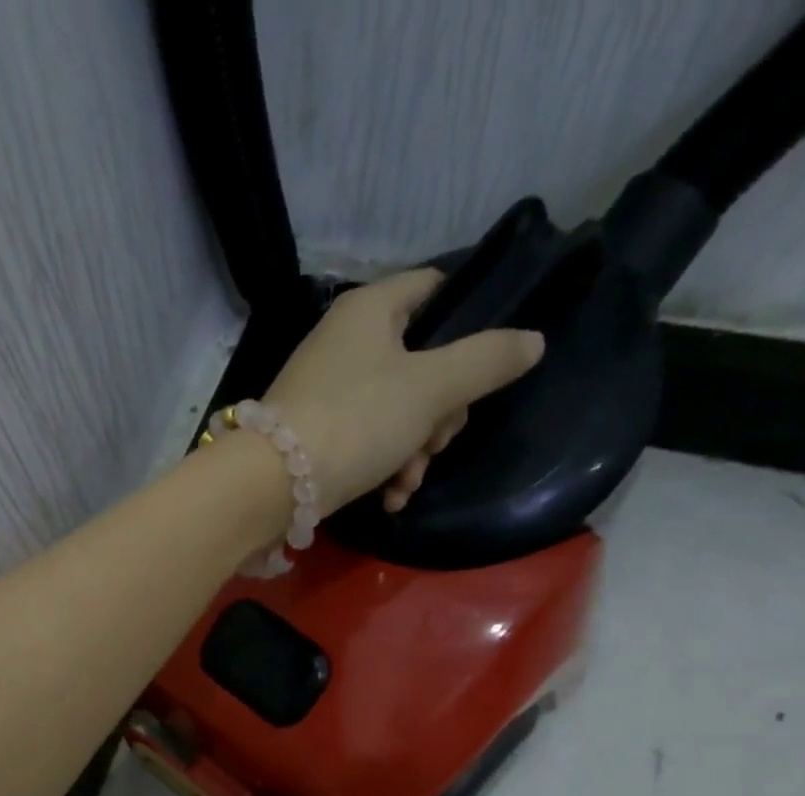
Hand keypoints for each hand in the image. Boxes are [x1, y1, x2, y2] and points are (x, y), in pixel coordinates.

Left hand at [263, 270, 543, 514]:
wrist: (271, 486)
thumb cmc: (356, 420)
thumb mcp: (433, 387)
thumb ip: (486, 361)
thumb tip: (533, 341)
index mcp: (370, 310)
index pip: (433, 288)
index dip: (468, 319)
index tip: (485, 363)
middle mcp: (344, 343)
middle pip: (421, 362)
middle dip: (441, 411)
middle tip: (438, 440)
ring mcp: (326, 392)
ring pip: (396, 411)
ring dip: (415, 450)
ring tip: (408, 481)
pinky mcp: (314, 436)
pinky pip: (365, 442)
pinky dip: (384, 468)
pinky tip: (391, 498)